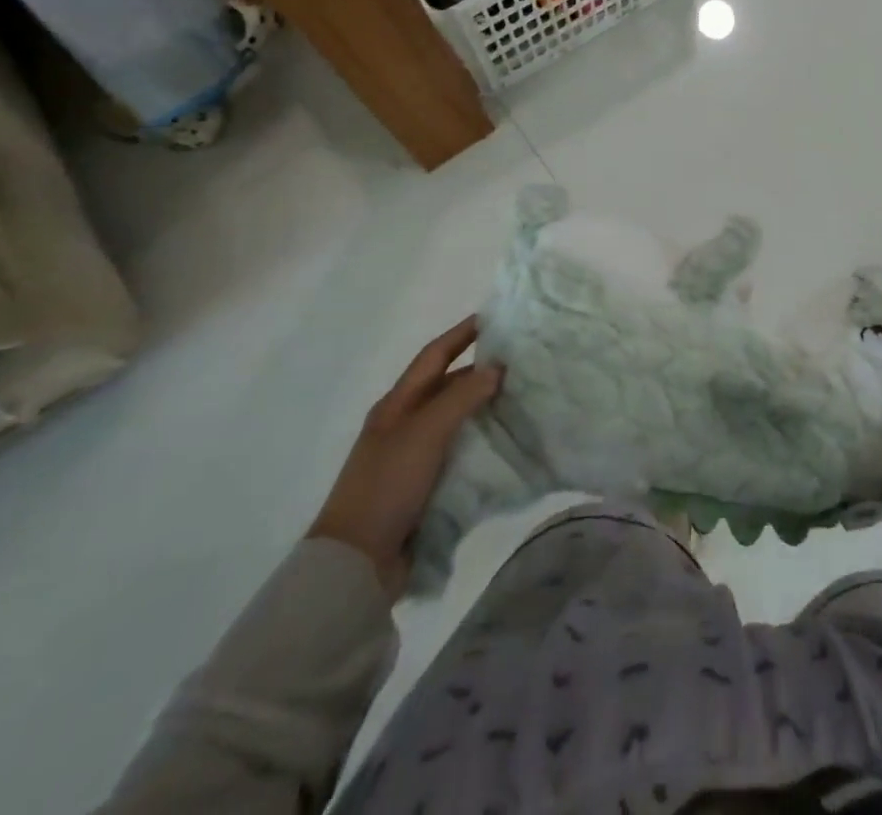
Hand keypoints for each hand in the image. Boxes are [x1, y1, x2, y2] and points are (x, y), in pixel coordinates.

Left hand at [307, 317, 500, 596]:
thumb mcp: (425, 433)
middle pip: (447, 385)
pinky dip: (484, 439)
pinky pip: (461, 449)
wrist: (356, 563)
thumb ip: (461, 397)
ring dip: (486, 405)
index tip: (496, 317)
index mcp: (397, 404)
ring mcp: (415, 455)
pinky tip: (509, 439)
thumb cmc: (386, 485)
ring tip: (524, 396)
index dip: (462, 333)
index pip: (434, 355)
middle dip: (481, 369)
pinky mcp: (426, 484)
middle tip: (523, 360)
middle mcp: (405, 423)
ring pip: (458, 418)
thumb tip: (497, 368)